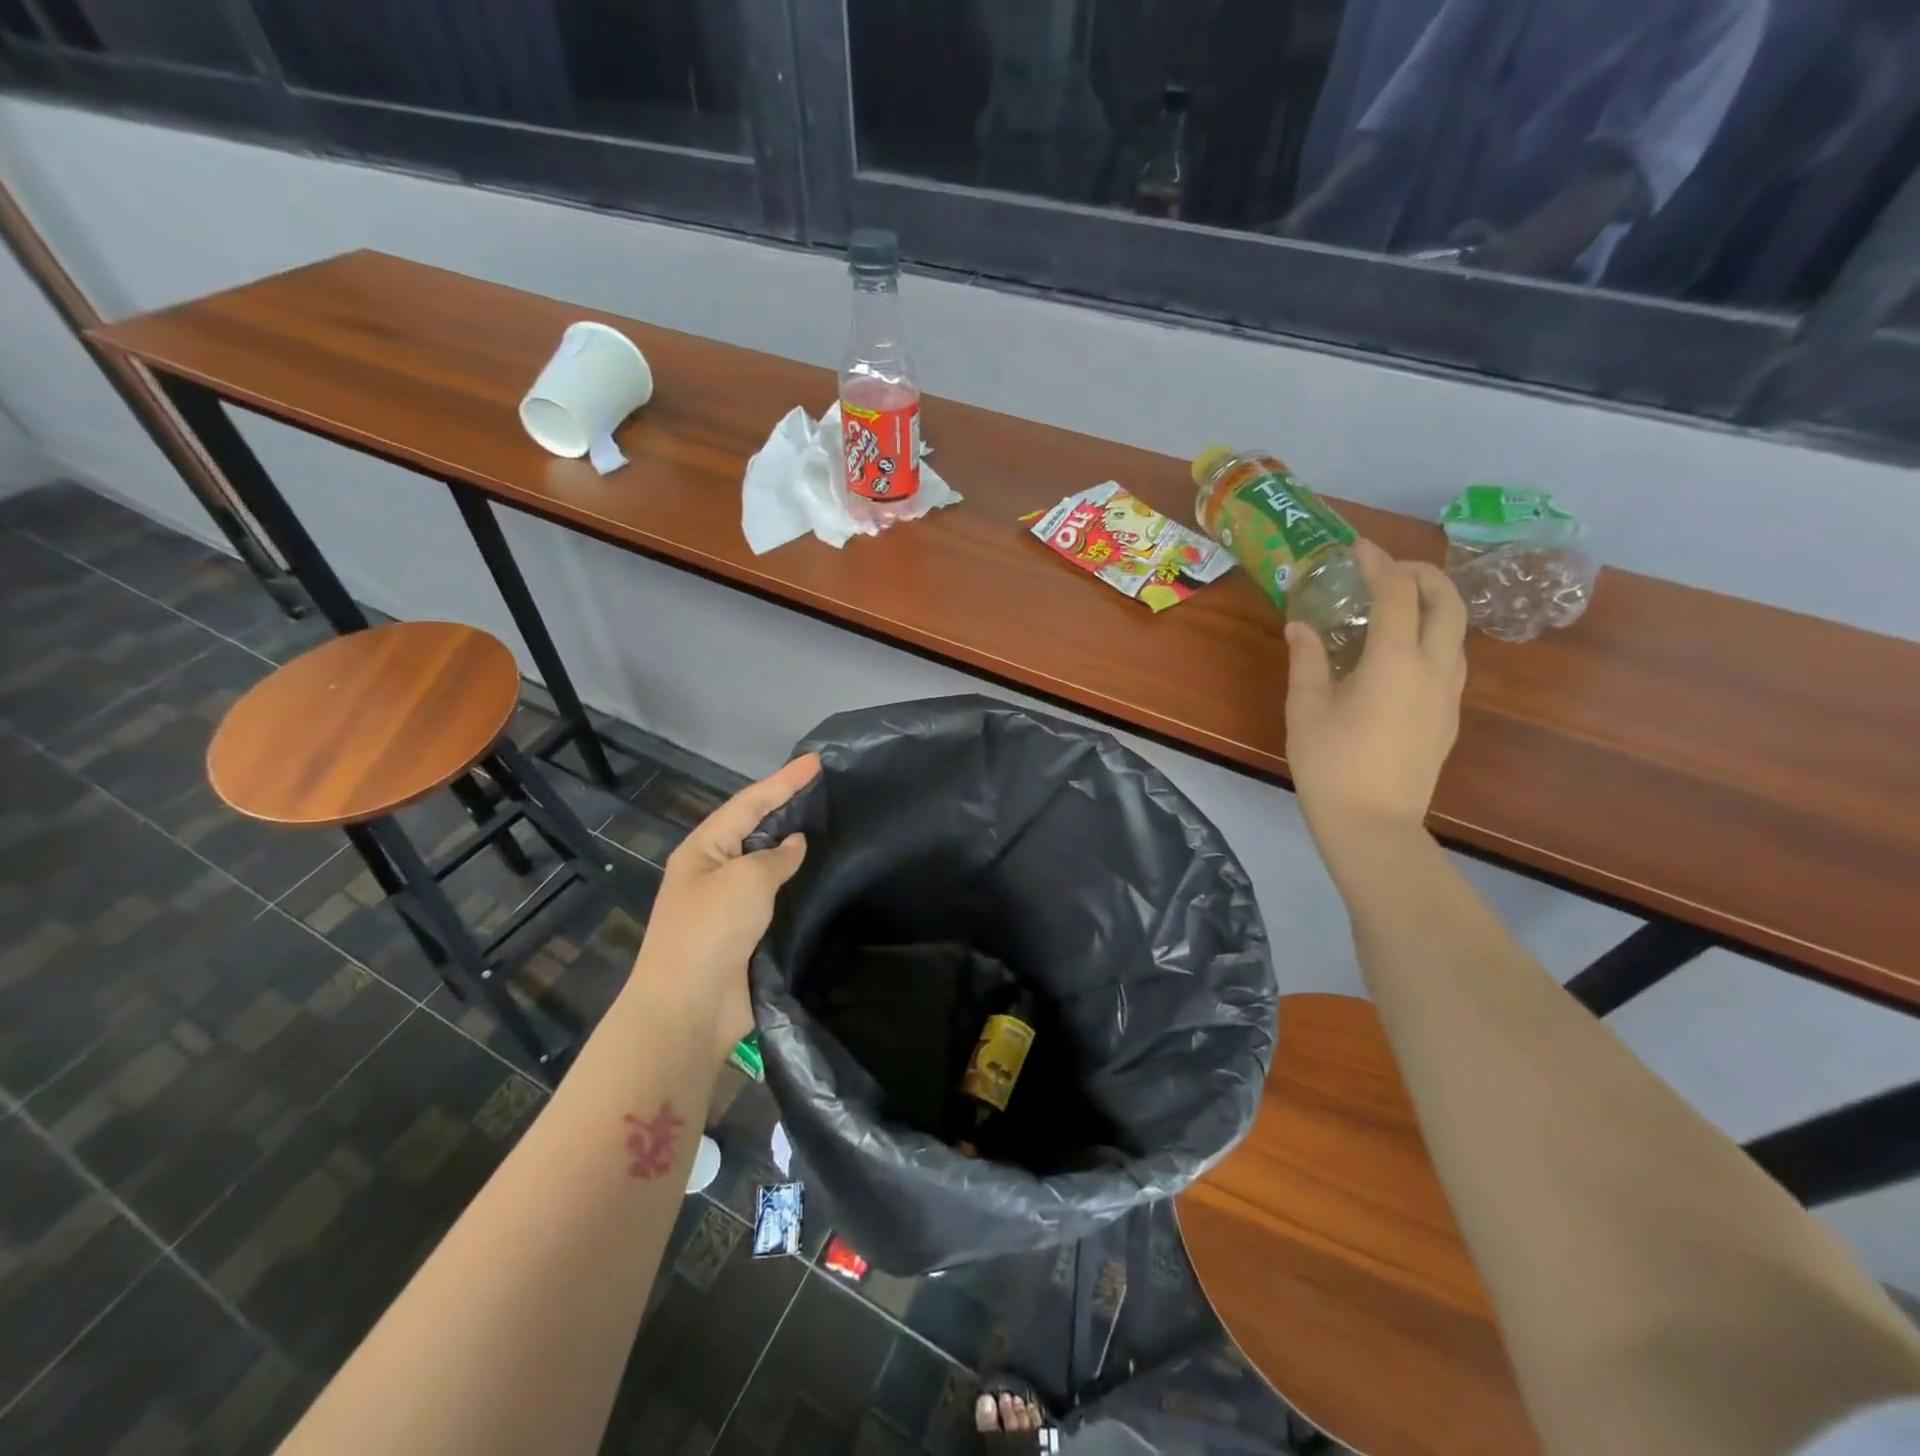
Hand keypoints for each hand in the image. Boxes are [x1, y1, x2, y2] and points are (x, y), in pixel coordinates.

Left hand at [625, 753, 819, 1061]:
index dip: (784, 780)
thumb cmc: (711, 930)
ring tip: (830, 826)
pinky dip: (797, 886)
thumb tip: (794, 844)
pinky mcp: (746, 935)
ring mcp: (728, 905)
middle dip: (787, 807)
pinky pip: (776, 899)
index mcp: (704, 850)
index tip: (817, 761)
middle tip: (826, 789)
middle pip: (756, 829)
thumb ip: (776, 857)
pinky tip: (822, 879)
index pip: (750, 803)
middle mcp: (714, 871)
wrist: (689, 1008)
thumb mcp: (746, 880)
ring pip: (767, 865)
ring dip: (794, 848)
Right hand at [1285, 540, 1465, 858]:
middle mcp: (1433, 668)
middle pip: (1447, 602)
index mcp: (1394, 661)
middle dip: (1422, 574)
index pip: (1397, 593)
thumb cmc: (1330, 763)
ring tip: (1396, 606)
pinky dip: (1431, 636)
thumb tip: (1299, 626)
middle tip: (1388, 570)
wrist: (1372, 823)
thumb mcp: (1306, 708)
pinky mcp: (1447, 716)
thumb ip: (1307, 660)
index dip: (1379, 564)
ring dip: (1434, 604)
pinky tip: (1399, 653)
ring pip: (1457, 631)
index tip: (1358, 548)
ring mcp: (1447, 694)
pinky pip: (1449, 659)